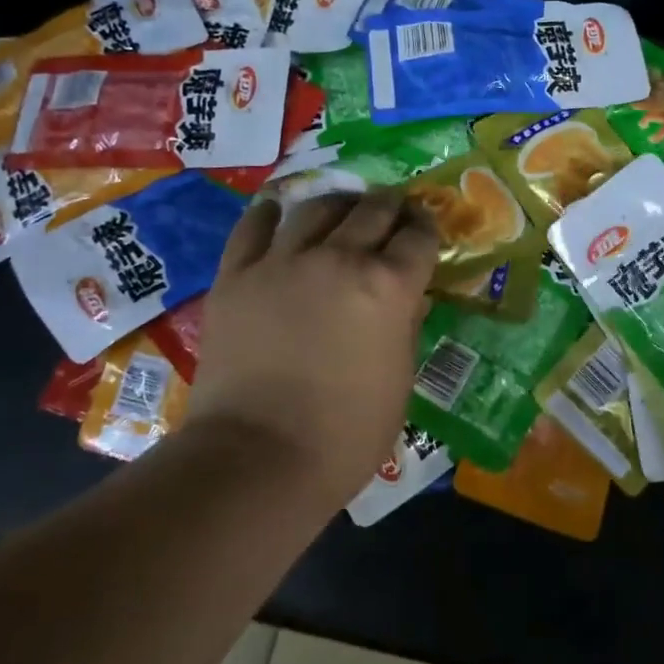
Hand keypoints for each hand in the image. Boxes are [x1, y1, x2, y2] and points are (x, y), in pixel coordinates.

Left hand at [184, 189, 439, 507]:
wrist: (258, 458)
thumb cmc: (345, 435)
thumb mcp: (399, 382)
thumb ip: (406, 329)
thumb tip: (407, 299)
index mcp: (389, 287)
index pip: (418, 237)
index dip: (426, 228)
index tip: (425, 229)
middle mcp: (340, 258)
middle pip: (373, 210)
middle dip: (390, 208)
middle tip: (391, 214)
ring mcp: (283, 261)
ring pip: (317, 207)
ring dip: (339, 204)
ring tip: (341, 212)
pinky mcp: (237, 274)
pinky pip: (255, 226)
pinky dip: (272, 215)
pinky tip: (280, 215)